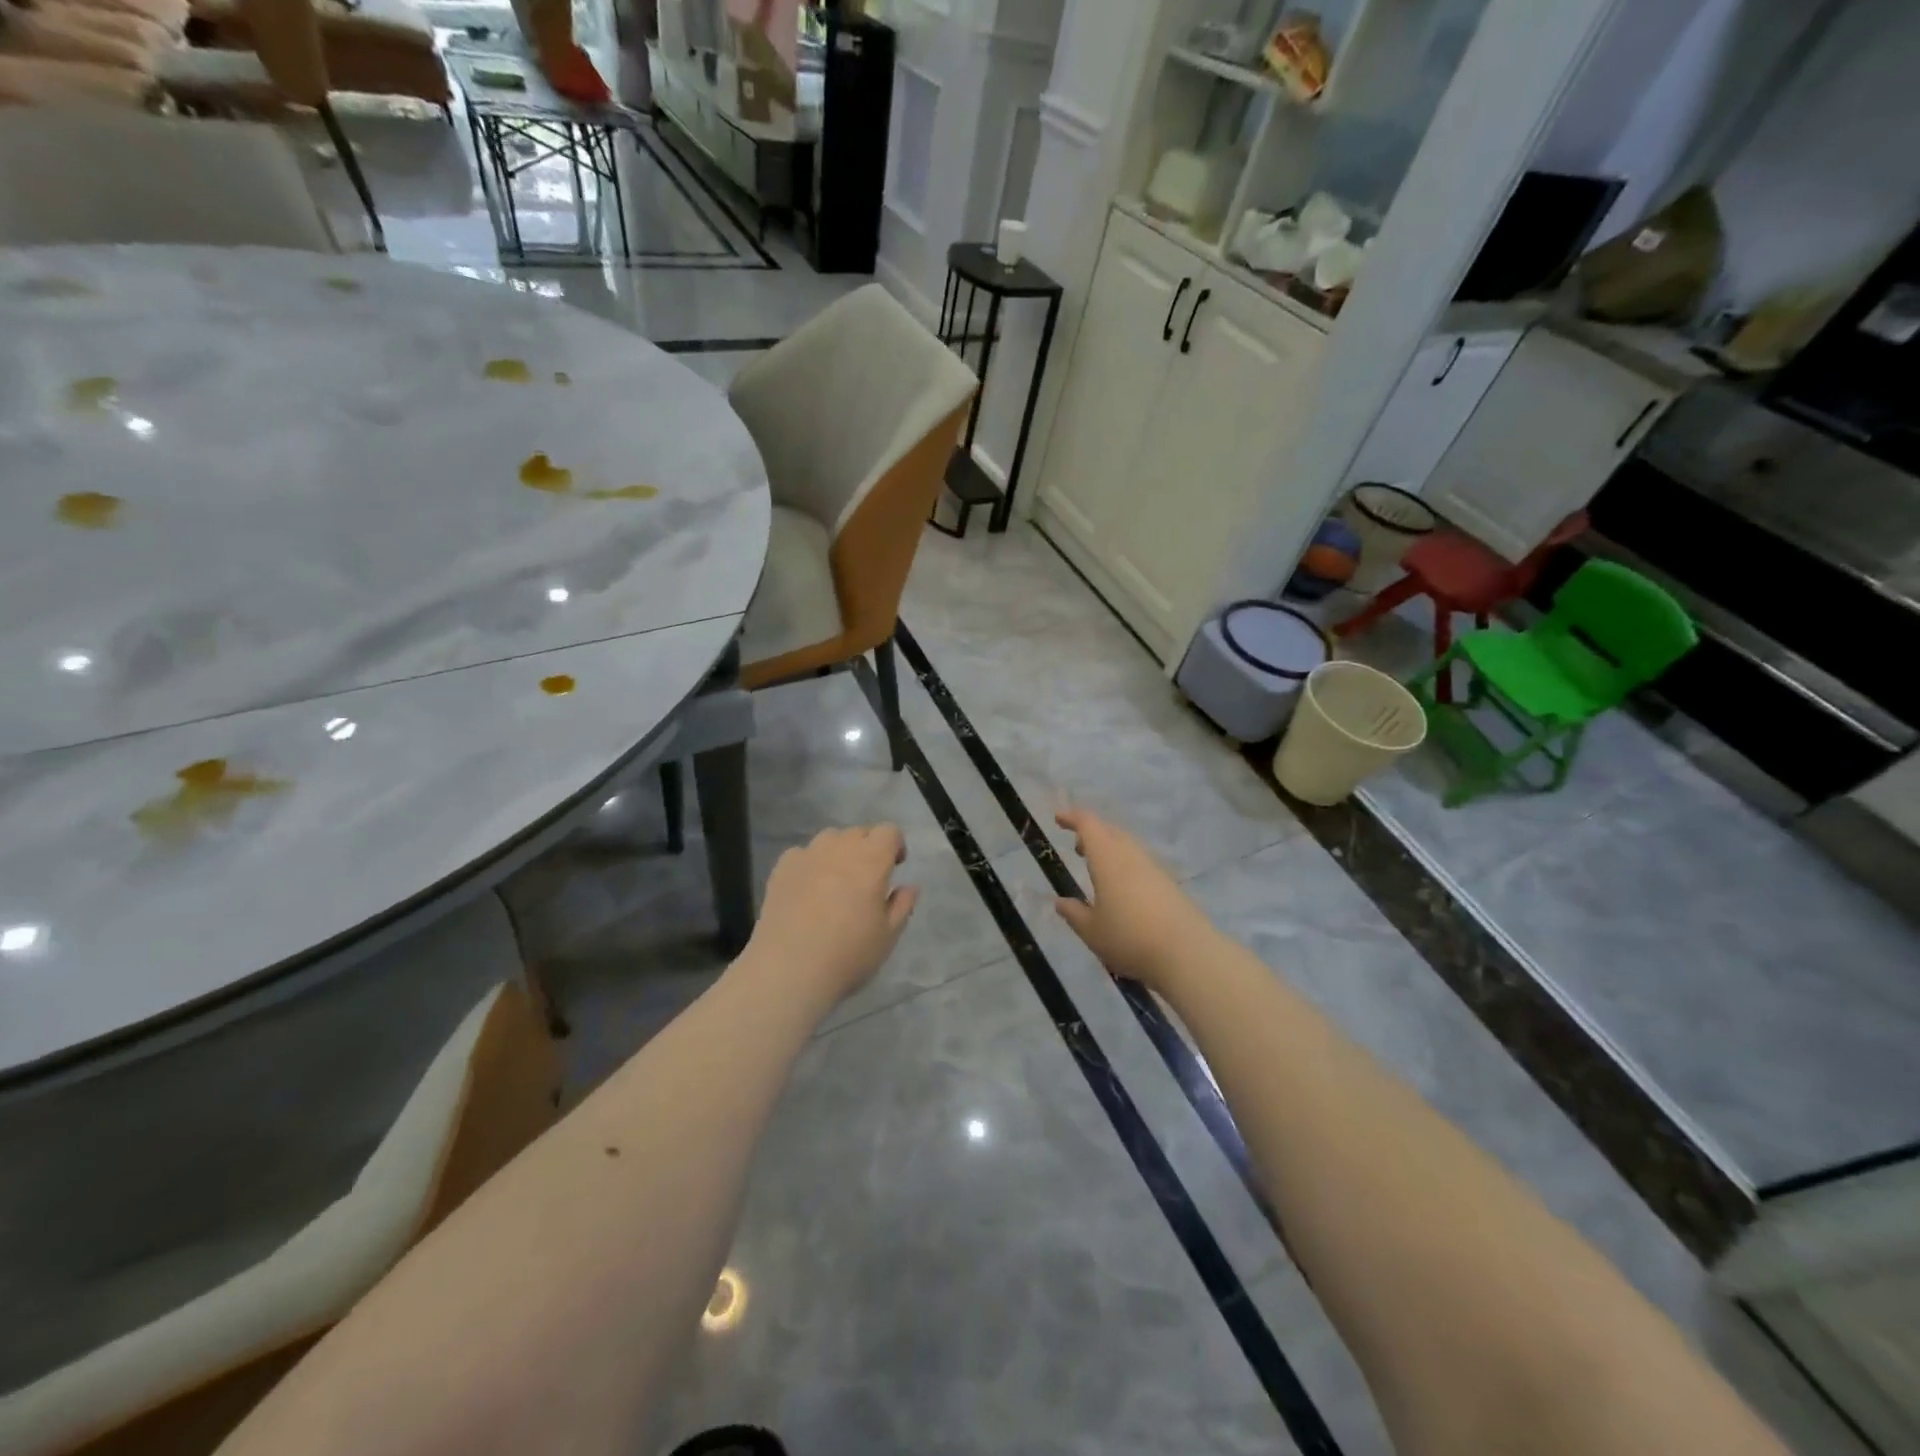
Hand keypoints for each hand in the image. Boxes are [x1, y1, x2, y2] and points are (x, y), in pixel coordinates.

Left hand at [746, 825, 918, 1006]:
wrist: (789, 970)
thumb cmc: (848, 954)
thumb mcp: (888, 936)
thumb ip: (902, 905)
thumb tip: (909, 886)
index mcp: (871, 860)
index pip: (889, 831)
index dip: (895, 845)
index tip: (895, 868)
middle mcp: (840, 848)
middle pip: (859, 832)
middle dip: (868, 848)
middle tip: (866, 880)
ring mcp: (807, 855)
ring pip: (830, 839)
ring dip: (839, 852)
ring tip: (835, 883)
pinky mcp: (781, 868)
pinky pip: (802, 854)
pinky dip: (810, 864)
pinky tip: (807, 890)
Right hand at [1053, 808, 1215, 994]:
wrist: (1187, 953)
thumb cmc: (1130, 938)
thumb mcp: (1092, 931)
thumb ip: (1074, 914)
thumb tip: (1060, 902)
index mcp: (1108, 859)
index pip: (1088, 825)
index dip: (1072, 818)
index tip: (1058, 818)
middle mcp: (1131, 855)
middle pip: (1110, 831)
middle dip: (1092, 833)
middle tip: (1077, 847)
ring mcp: (1154, 868)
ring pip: (1128, 846)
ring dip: (1110, 849)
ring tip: (1098, 868)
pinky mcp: (1169, 883)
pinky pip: (1141, 862)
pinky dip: (1126, 864)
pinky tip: (1123, 888)